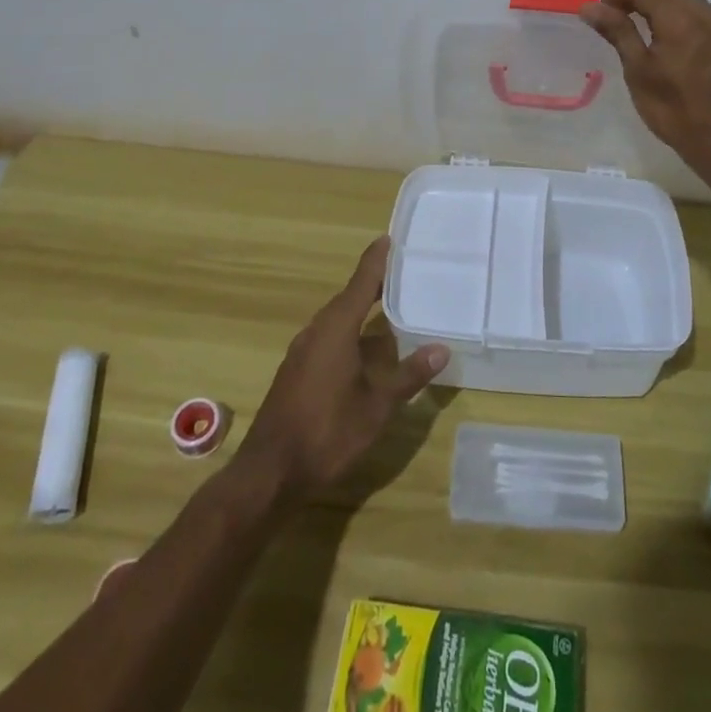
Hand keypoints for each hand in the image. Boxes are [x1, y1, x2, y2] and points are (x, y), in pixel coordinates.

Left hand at [236, 237, 449, 505]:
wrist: (269, 473)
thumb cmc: (326, 433)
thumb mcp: (376, 407)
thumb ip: (408, 376)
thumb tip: (441, 349)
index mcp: (336, 329)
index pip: (361, 283)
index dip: (377, 260)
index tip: (391, 238)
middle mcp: (316, 332)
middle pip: (348, 298)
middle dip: (374, 285)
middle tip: (403, 274)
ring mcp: (302, 352)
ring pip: (337, 320)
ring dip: (362, 311)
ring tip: (391, 308)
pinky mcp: (297, 372)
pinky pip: (329, 338)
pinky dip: (351, 333)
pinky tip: (366, 350)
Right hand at [579, 0, 710, 181]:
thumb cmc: (676, 111)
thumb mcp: (638, 72)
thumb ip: (618, 32)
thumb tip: (590, 7)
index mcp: (682, 20)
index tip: (600, 13)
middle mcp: (705, 14)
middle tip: (616, 16)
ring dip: (657, 0)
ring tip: (636, 26)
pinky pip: (696, 10)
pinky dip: (674, 12)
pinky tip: (661, 39)